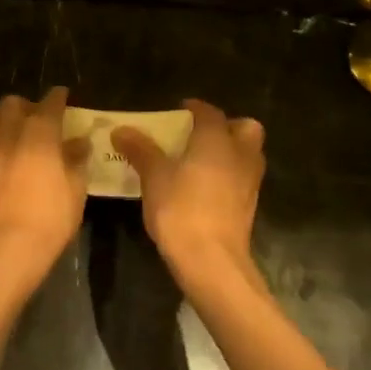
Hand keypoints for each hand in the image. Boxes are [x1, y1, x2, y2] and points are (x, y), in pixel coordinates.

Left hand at [0, 87, 89, 292]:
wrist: (8, 244)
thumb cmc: (50, 215)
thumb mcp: (75, 188)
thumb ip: (76, 160)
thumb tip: (79, 143)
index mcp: (40, 133)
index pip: (49, 104)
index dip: (58, 97)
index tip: (64, 95)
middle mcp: (12, 135)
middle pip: (11, 104)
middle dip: (26, 105)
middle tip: (40, 117)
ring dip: (3, 119)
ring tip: (18, 132)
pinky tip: (10, 154)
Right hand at [114, 99, 266, 295]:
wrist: (211, 261)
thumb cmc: (181, 209)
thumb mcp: (153, 177)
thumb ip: (140, 150)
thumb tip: (121, 130)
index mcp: (218, 140)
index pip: (210, 112)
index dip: (195, 108)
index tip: (179, 110)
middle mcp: (240, 155)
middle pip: (245, 129)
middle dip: (227, 127)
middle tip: (200, 135)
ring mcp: (249, 183)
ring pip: (248, 155)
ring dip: (230, 152)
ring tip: (200, 161)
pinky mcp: (248, 207)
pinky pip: (242, 179)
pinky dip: (229, 176)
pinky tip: (205, 188)